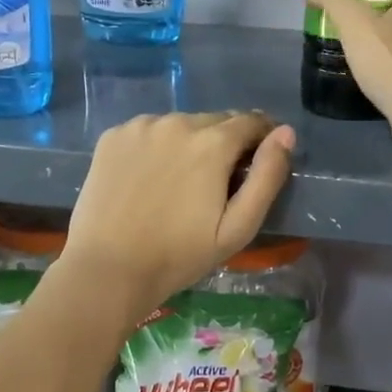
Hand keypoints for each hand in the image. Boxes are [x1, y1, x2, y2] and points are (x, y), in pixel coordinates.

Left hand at [64, 111, 296, 307]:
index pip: (252, 121)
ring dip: (191, 142)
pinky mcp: (113, 137)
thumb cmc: (179, 255)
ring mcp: (140, 126)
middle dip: (226, 143)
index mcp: (212, 142)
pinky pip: (149, 131)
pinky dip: (157, 146)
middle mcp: (177, 121)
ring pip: (181, 125)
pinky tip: (150, 178)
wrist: (107, 270)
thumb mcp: (238, 227)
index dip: (263, 138)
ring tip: (182, 181)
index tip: (260, 160)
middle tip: (219, 181)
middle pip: (216, 121)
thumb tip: (285, 133)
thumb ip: (267, 176)